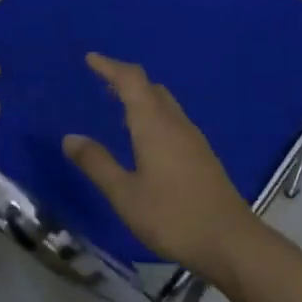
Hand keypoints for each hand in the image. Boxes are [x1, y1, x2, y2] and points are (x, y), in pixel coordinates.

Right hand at [63, 53, 249, 278]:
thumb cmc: (172, 216)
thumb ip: (97, 164)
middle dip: (126, 81)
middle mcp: (176, 124)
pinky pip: (174, 122)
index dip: (110, 66)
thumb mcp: (124, 194)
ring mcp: (194, 140)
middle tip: (103, 84)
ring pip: (166, 105)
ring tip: (120, 110)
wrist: (231, 242)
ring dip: (142, 99)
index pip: (131, 81)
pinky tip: (147, 142)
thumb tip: (70, 137)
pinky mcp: (203, 157)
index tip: (91, 59)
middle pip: (151, 88)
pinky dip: (155, 117)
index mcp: (154, 125)